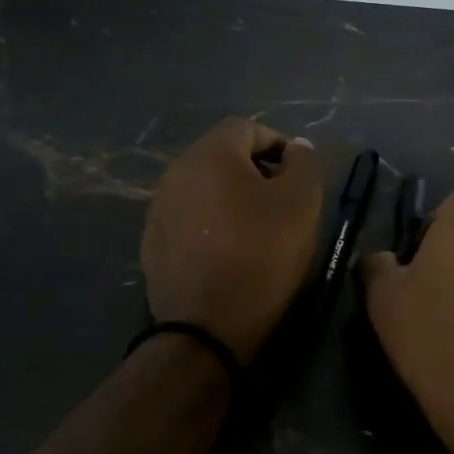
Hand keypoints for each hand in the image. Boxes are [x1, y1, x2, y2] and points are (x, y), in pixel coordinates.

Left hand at [142, 118, 322, 363]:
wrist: (206, 326)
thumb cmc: (262, 254)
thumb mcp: (301, 202)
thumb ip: (302, 163)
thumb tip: (295, 148)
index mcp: (210, 153)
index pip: (247, 127)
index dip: (277, 144)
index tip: (297, 175)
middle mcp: (176, 171)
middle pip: (221, 155)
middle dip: (253, 170)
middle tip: (281, 201)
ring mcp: (158, 208)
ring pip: (203, 188)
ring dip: (230, 197)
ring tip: (255, 228)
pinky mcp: (152, 242)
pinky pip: (188, 218)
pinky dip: (210, 224)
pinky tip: (227, 252)